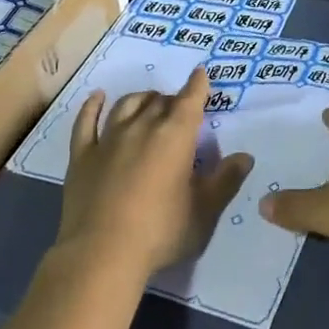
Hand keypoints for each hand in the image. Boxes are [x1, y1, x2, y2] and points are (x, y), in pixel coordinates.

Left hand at [57, 67, 253, 276]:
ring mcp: (109, 138)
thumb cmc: (160, 232)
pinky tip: (97, 97)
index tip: (200, 74)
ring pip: (127, 105)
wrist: (101, 255)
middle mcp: (142, 126)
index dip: (197, 85)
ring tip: (148, 102)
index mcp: (175, 135)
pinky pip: (86, 122)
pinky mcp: (82, 156)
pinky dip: (92, 106)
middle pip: (159, 100)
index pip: (190, 100)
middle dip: (172, 99)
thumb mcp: (204, 212)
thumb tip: (245, 156)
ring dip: (141, 99)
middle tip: (178, 110)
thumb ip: (226, 181)